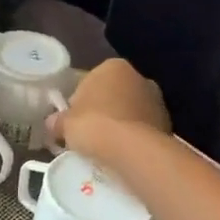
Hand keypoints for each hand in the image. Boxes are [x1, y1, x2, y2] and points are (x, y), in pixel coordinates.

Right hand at [49, 58, 169, 154]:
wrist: (132, 150)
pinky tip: (122, 153)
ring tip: (106, 147)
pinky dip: (133, 137)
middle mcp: (138, 76)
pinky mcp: (167, 123)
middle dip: (102, 110)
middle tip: (88, 134)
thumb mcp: (65, 123)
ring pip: (130, 111)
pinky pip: (143, 129)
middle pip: (113, 94)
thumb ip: (57, 121)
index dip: (78, 102)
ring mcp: (156, 100)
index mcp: (112, 66)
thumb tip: (52, 124)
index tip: (72, 121)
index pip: (89, 81)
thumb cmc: (94, 125)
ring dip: (120, 124)